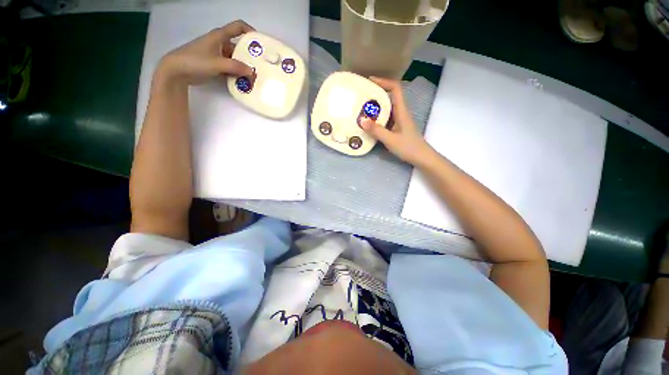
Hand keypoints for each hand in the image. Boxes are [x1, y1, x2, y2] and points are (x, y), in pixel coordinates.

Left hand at [157, 20, 254, 84]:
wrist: (176, 71)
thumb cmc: (195, 61)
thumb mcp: (216, 63)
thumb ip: (234, 67)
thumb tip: (252, 72)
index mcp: (219, 36)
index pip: (238, 27)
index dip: (250, 31)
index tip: (261, 43)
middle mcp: (220, 44)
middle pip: (239, 46)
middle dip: (250, 55)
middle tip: (261, 66)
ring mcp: (218, 55)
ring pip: (236, 59)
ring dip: (244, 67)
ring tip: (255, 76)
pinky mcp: (216, 65)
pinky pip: (231, 68)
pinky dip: (238, 73)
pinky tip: (244, 81)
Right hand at [360, 77, 432, 164]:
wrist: (421, 157)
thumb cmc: (408, 147)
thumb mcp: (390, 139)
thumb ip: (376, 130)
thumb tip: (361, 120)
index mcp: (401, 111)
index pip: (395, 89)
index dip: (384, 81)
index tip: (370, 81)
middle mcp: (400, 113)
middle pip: (389, 97)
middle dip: (376, 94)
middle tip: (361, 97)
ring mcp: (399, 121)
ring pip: (387, 109)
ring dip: (375, 107)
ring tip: (361, 109)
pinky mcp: (397, 128)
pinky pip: (386, 119)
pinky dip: (377, 118)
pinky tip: (369, 124)